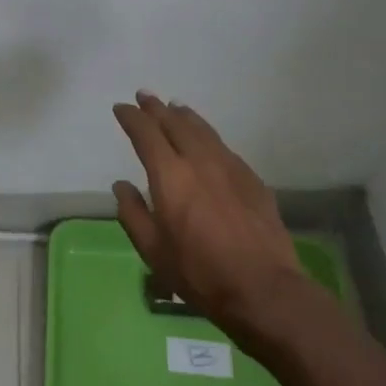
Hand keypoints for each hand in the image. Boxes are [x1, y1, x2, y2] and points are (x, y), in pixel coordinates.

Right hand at [111, 91, 305, 344]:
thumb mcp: (153, 252)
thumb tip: (121, 186)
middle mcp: (199, 161)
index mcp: (170, 176)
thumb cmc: (200, 273)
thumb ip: (133, 214)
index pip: (146, 134)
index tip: (121, 108)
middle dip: (156, 108)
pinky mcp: (251, 178)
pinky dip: (207, 135)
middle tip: (145, 96)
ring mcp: (229, 166)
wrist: (264, 289)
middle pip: (175, 123)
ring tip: (175, 107)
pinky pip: (223, 146)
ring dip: (184, 115)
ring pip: (202, 129)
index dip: (132, 118)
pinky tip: (207, 140)